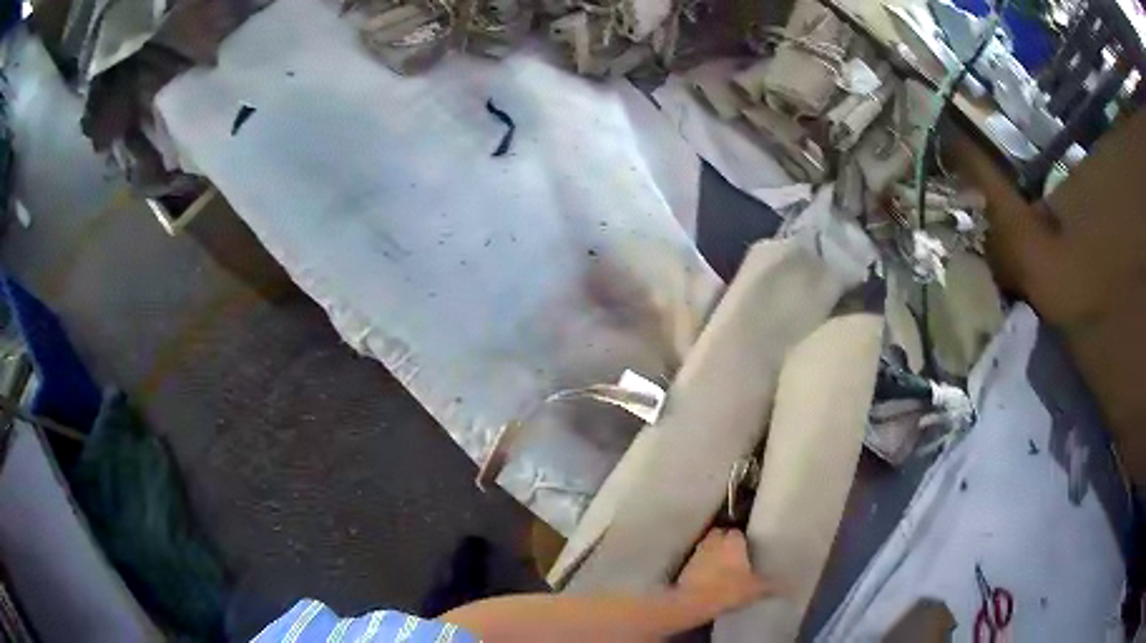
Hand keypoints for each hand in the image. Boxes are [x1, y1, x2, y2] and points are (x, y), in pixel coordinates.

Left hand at [674, 529, 775, 615]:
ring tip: (724, 566)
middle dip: (726, 542)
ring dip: (714, 553)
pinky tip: (710, 577)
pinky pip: (698, 560)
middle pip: (721, 535)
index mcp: (733, 541)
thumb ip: (772, 586)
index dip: (743, 539)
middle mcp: (714, 541)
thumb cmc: (728, 589)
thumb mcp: (755, 589)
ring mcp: (698, 552)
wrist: (693, 602)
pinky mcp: (686, 566)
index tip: (749, 549)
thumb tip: (792, 587)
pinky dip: (703, 565)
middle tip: (736, 556)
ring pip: (708, 546)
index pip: (738, 531)